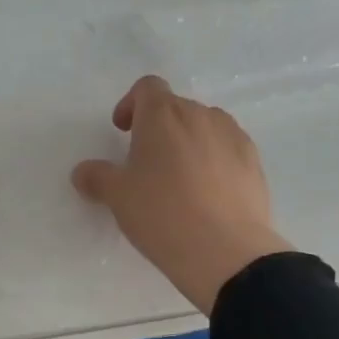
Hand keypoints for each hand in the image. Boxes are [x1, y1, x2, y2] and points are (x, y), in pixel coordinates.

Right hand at [72, 75, 290, 314]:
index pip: (147, 87)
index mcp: (163, 114)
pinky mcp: (254, 161)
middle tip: (146, 161)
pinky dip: (214, 159)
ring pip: (205, 126)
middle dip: (158, 127)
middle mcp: (200, 115)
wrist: (225, 250)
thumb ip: (96, 177)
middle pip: (175, 107)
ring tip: (179, 177)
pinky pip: (227, 148)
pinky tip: (207, 193)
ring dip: (188, 141)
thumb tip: (83, 172)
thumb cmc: (161, 213)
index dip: (131, 104)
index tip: (123, 131)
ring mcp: (233, 136)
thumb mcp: (117, 196)